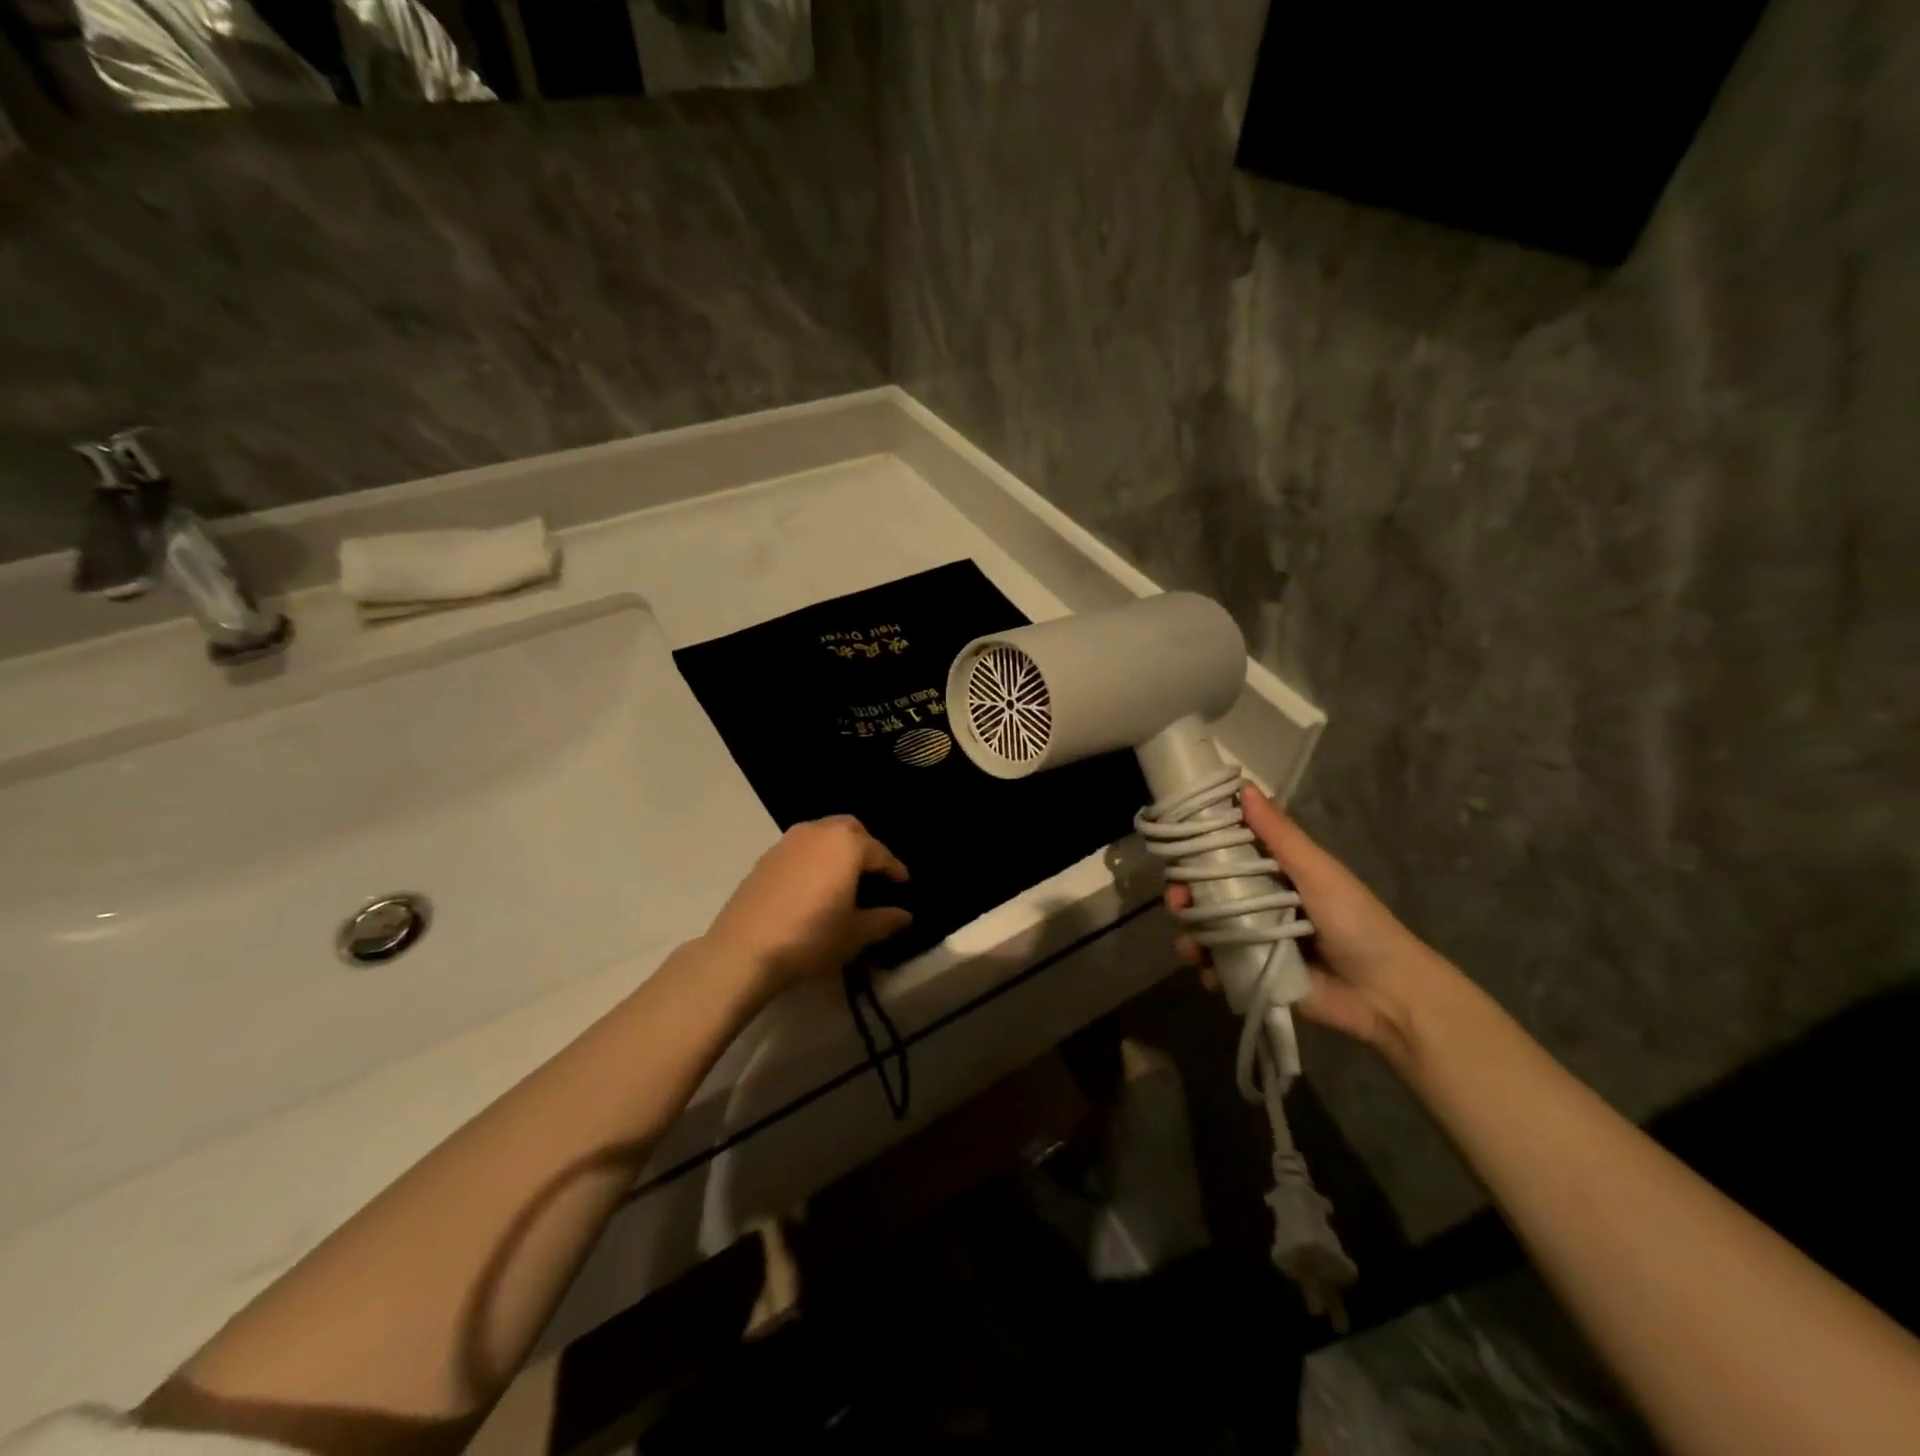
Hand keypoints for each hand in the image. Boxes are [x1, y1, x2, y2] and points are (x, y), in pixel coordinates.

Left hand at [703, 816, 912, 997]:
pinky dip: (814, 859)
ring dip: (837, 850)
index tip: (903, 883)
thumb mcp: (855, 934)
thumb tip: (905, 915)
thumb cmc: (811, 937)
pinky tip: (813, 886)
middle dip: (866, 847)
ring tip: (843, 878)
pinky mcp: (765, 857)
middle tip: (873, 874)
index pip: (880, 853)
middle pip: (850, 830)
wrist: (744, 950)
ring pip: (822, 835)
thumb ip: (884, 920)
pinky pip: (800, 849)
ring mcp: (787, 842)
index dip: (895, 869)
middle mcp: (818, 832)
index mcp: (846, 845)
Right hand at [1166, 785, 1450, 1054]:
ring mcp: (1253, 942)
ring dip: (1190, 936)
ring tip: (1193, 947)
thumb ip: (1279, 835)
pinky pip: (1218, 970)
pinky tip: (1211, 973)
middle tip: (1178, 903)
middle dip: (1184, 897)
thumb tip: (1243, 786)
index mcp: (1273, 874)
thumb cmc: (1356, 922)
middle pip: (1206, 894)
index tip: (1175, 851)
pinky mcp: (1253, 976)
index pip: (1223, 855)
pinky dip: (1208, 971)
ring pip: (1205, 931)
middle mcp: (1257, 904)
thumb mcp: (1318, 872)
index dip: (1195, 852)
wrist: (1386, 994)